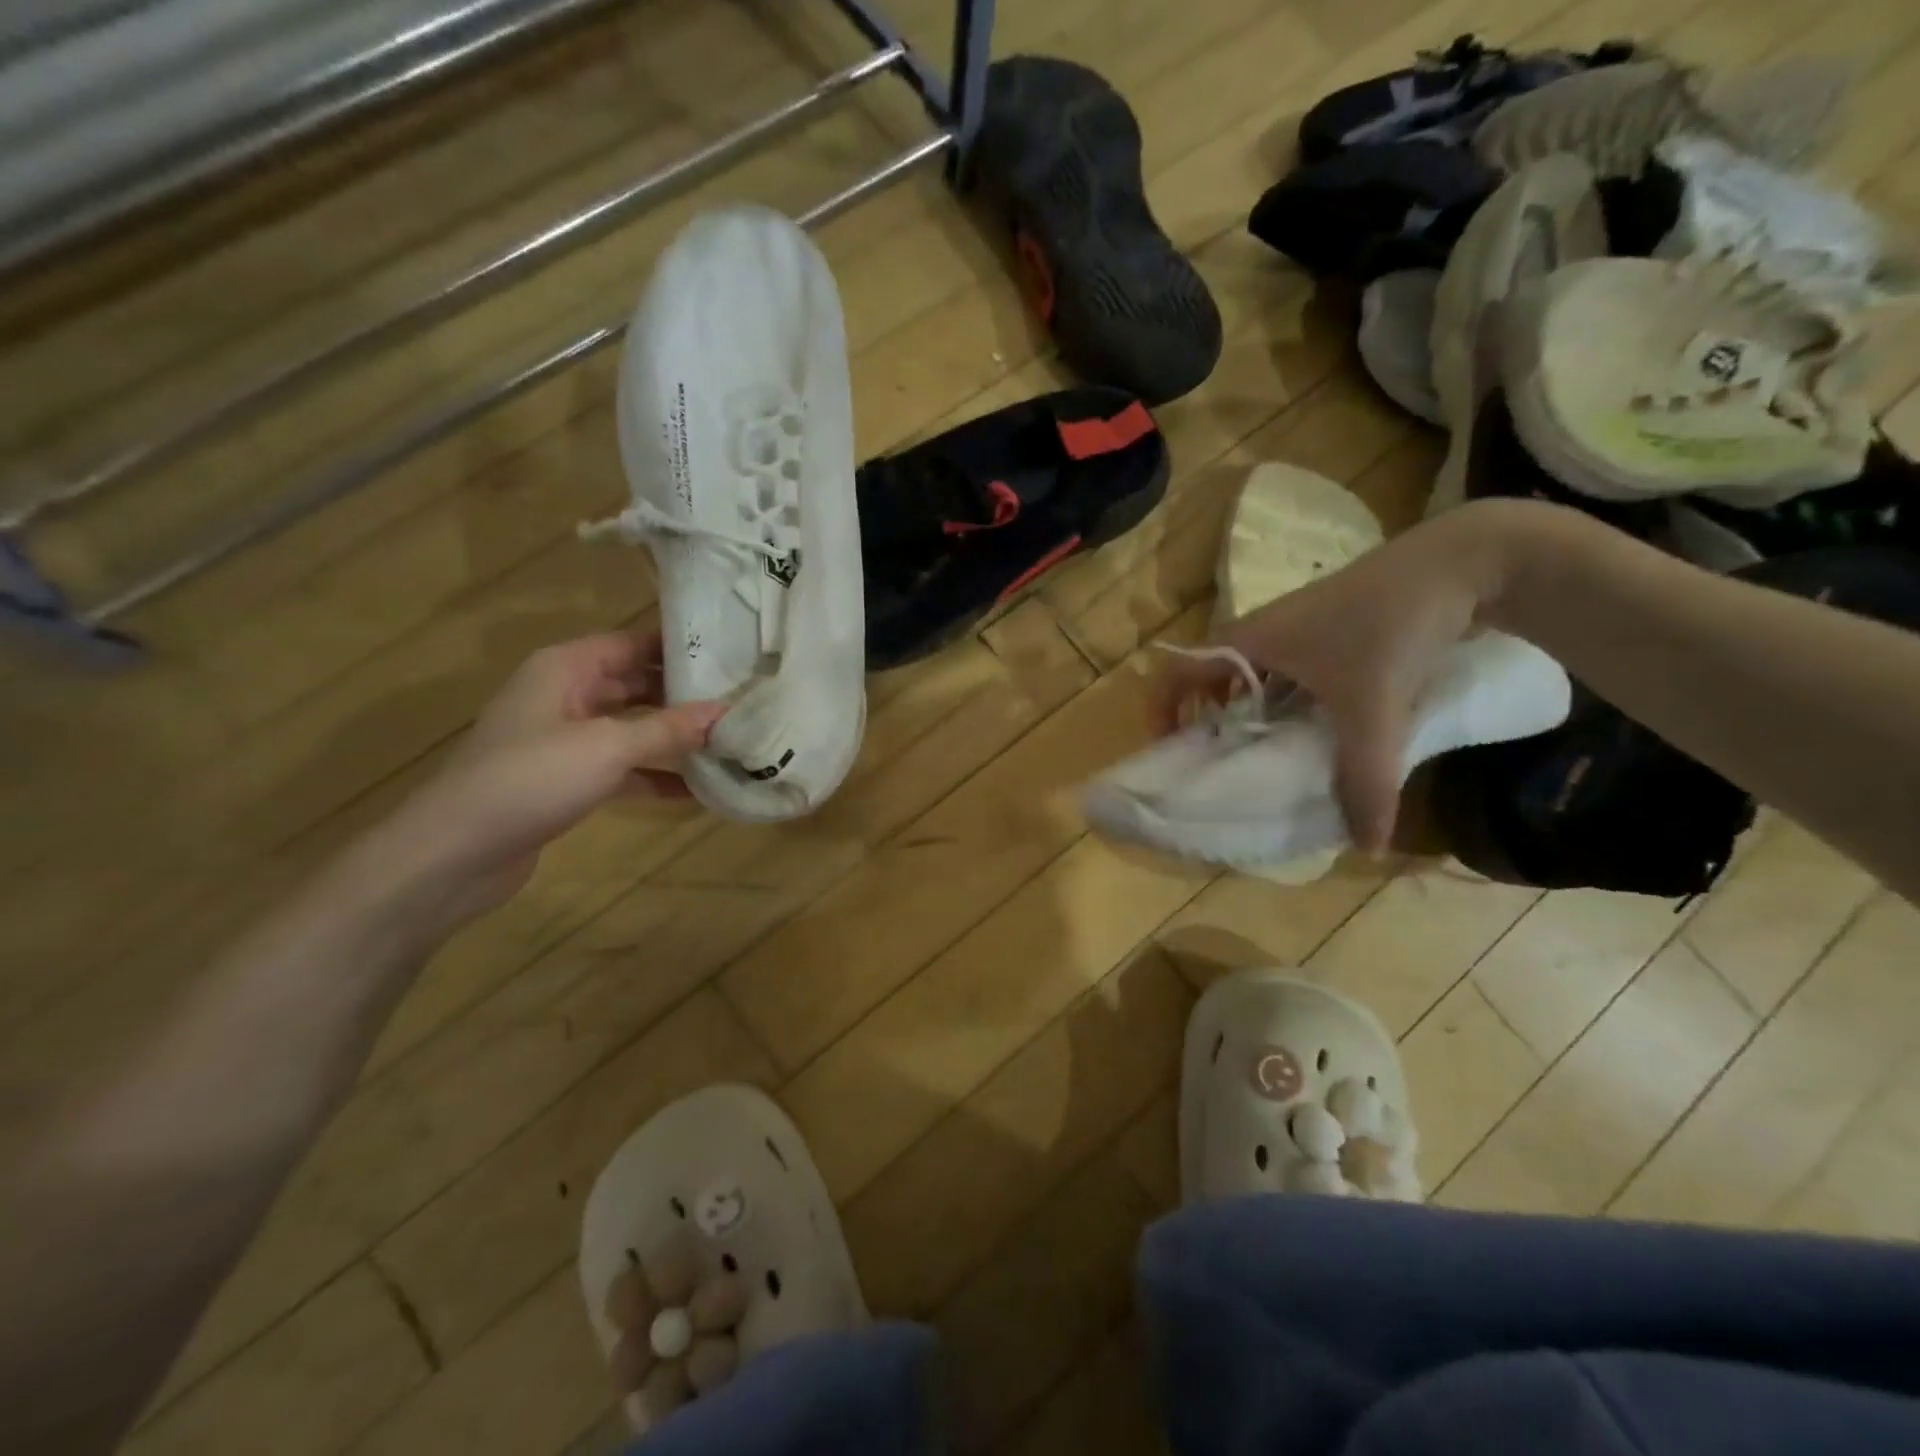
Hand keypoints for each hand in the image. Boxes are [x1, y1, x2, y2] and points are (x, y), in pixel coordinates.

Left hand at [359, 630, 726, 926]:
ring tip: (728, 742)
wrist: (454, 853)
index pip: (632, 643)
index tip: (732, 656)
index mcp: (566, 668)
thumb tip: (726, 711)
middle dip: (683, 695)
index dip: (679, 648)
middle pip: (635, 684)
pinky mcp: (567, 780)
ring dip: (673, 738)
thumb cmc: (530, 779)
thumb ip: (668, 728)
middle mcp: (565, 695)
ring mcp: (564, 740)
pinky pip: (622, 767)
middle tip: (740, 701)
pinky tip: (696, 790)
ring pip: (631, 728)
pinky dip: (654, 775)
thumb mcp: (607, 747)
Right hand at [1158, 500, 1540, 852]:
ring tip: (1258, 756)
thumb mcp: (1374, 706)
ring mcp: (1293, 629)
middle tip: (1216, 764)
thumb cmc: (1391, 625)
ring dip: (1244, 714)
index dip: (1161, 709)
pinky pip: (1282, 673)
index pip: (1176, 670)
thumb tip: (1365, 846)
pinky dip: (1280, 703)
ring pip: (1248, 677)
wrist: (1462, 561)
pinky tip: (1310, 730)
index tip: (1170, 752)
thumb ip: (1367, 777)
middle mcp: (1258, 633)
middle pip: (1208, 678)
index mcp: (1246, 641)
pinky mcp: (1324, 630)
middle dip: (1203, 721)